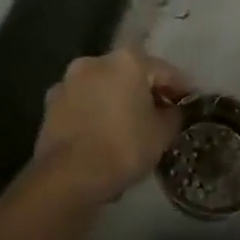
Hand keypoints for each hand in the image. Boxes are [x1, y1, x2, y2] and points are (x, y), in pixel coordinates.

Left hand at [34, 49, 187, 205]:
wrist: (67, 178)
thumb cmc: (122, 147)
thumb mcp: (163, 133)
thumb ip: (174, 115)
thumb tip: (173, 110)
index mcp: (127, 60)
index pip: (164, 71)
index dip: (181, 89)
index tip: (190, 104)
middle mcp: (96, 61)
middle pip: (130, 75)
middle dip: (144, 93)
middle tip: (159, 117)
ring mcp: (69, 82)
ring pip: (103, 89)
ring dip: (116, 103)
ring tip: (128, 129)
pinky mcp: (50, 106)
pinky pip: (83, 107)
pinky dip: (94, 116)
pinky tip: (102, 138)